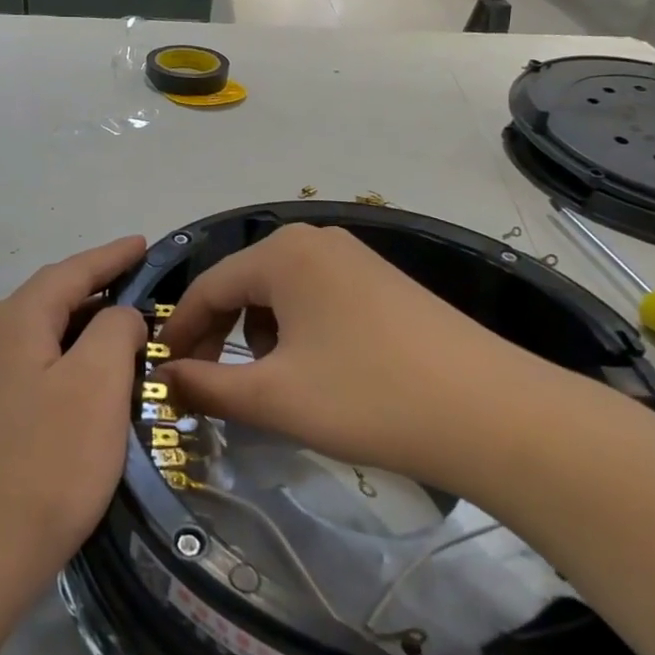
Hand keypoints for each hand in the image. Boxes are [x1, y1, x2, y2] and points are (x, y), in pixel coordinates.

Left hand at [0, 236, 148, 596]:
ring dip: (90, 326)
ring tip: (131, 329)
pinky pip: (44, 366)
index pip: (72, 270)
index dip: (112, 255)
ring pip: (49, 334)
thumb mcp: (96, 382)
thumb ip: (114, 330)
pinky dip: (76, 359)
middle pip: (55, 297)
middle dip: (101, 287)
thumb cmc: (48, 460)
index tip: (146, 244)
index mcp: (18, 319)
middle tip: (147, 287)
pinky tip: (98, 379)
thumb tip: (118, 316)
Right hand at [156, 224, 563, 496]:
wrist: (493, 414)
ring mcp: (354, 258)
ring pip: (279, 294)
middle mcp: (315, 240)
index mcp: (282, 253)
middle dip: (217, 335)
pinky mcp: (383, 283)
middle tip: (205, 385)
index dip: (178, 332)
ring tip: (268, 383)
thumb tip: (165, 379)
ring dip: (257, 336)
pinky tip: (314, 371)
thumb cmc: (368, 398)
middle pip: (242, 285)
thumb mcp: (273, 397)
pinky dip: (297, 332)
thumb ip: (206, 385)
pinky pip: (316, 299)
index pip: (207, 287)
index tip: (161, 373)